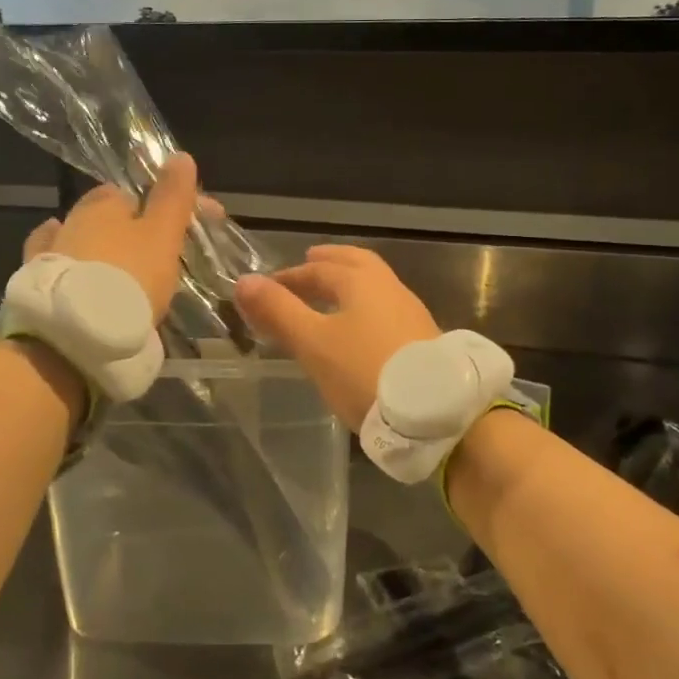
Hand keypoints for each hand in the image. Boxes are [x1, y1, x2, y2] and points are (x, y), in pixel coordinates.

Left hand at [19, 154, 197, 323]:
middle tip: (158, 253)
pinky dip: (74, 266)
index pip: (137, 192)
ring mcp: (51, 251)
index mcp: (104, 203)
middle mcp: (72, 218)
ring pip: (82, 240)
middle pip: (108, 216)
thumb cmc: (129, 275)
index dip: (166, 207)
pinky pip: (61, 267)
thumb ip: (173, 196)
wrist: (75, 332)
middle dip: (131, 228)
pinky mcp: (38, 284)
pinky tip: (79, 272)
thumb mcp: (162, 234)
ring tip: (125, 271)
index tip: (188, 228)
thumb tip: (181, 155)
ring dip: (101, 249)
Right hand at [233, 245, 441, 425]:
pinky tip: (357, 332)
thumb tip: (244, 281)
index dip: (289, 276)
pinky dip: (363, 309)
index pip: (318, 267)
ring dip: (347, 287)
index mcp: (362, 281)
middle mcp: (390, 288)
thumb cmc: (365, 371)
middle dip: (327, 265)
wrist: (435, 413)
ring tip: (328, 301)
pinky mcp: (421, 340)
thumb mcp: (314, 343)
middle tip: (306, 266)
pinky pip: (384, 311)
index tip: (266, 289)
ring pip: (373, 288)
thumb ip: (279, 311)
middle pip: (354, 265)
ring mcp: (410, 313)